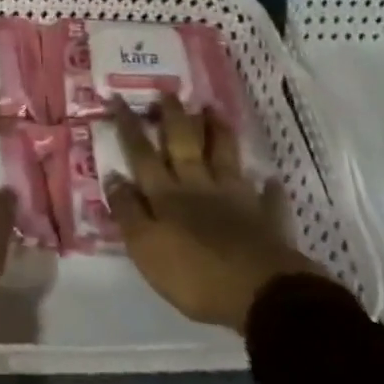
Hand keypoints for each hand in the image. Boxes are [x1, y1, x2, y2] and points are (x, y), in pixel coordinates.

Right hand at [105, 96, 327, 331]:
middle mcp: (198, 186)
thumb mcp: (146, 248)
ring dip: (218, 132)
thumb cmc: (194, 274)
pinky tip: (270, 180)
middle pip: (183, 144)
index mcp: (166, 194)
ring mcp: (234, 198)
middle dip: (174, 116)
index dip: (129, 126)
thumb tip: (113, 175)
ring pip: (224, 156)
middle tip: (169, 91)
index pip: (142, 153)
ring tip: (213, 109)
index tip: (118, 97)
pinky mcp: (265, 219)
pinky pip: (267, 198)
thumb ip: (128, 211)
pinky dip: (268, 188)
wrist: (259, 293)